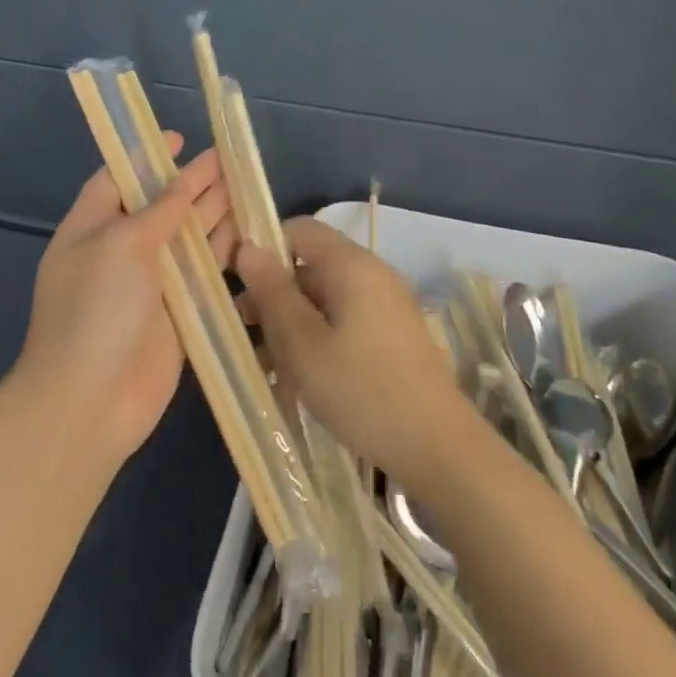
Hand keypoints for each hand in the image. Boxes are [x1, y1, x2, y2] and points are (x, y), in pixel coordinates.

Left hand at [12, 135, 234, 459]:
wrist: (91, 401)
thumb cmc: (96, 311)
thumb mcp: (120, 246)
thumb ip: (157, 212)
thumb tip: (181, 185)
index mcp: (91, 228)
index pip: (118, 179)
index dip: (146, 156)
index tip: (178, 136)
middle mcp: (120, 251)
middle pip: (160, 205)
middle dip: (192, 181)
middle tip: (230, 157)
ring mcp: (150, 284)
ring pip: (187, 238)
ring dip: (213, 212)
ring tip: (246, 183)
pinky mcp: (178, 313)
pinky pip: (203, 274)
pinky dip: (223, 253)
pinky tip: (248, 233)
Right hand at [236, 217, 466, 477]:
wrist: (437, 446)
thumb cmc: (360, 390)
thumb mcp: (302, 343)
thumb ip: (272, 292)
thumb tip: (247, 247)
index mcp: (351, 265)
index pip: (298, 230)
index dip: (263, 249)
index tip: (238, 286)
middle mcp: (372, 274)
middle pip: (310, 266)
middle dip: (273, 294)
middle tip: (245, 334)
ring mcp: (386, 305)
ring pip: (324, 298)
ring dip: (291, 322)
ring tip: (266, 364)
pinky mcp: (393, 335)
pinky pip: (344, 321)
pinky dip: (317, 337)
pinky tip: (300, 376)